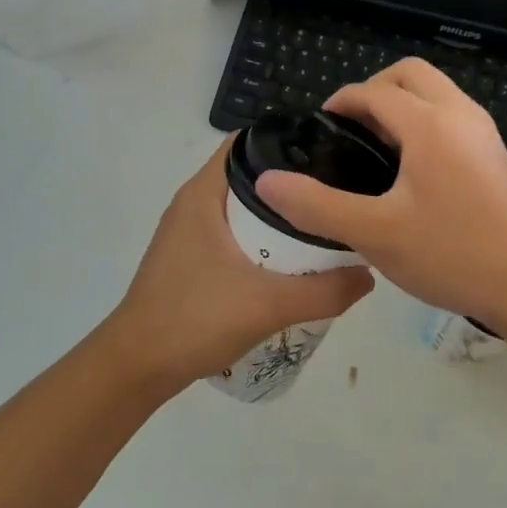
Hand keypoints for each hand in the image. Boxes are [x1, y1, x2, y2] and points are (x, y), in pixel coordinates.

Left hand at [103, 140, 374, 391]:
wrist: (138, 365)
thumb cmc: (195, 319)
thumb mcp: (269, 305)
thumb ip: (325, 291)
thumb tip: (368, 274)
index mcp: (204, 193)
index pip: (250, 142)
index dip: (290, 143)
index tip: (331, 155)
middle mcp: (194, 202)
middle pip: (252, 174)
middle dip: (293, 183)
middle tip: (337, 194)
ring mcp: (189, 231)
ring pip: (243, 206)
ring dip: (279, 214)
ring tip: (323, 224)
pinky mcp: (190, 257)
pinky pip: (234, 232)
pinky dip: (263, 237)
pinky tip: (291, 259)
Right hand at [255, 59, 506, 334]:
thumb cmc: (452, 254)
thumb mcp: (375, 234)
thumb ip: (317, 206)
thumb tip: (268, 181)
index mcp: (430, 124)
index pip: (374, 91)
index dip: (340, 102)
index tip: (319, 129)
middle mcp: (460, 115)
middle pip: (410, 75)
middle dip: (374, 90)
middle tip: (350, 131)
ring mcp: (484, 133)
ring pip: (436, 93)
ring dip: (402, 105)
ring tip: (375, 151)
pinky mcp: (495, 155)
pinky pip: (452, 117)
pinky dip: (424, 122)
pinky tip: (411, 172)